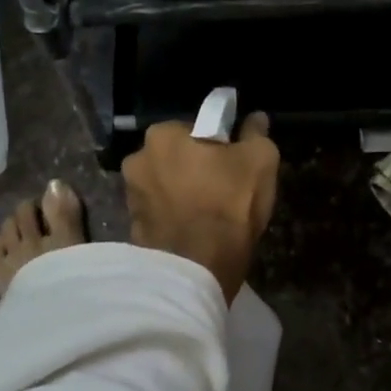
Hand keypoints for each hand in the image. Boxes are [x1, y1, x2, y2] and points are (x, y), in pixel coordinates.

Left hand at [122, 113, 279, 301]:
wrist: (195, 271)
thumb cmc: (228, 206)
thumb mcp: (260, 162)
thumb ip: (256, 135)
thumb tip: (255, 119)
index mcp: (162, 135)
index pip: (196, 129)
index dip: (218, 145)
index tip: (233, 163)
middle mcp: (137, 159)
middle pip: (177, 157)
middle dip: (196, 168)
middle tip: (223, 188)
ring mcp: (130, 195)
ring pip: (167, 185)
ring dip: (183, 193)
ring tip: (209, 214)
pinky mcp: (132, 227)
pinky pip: (160, 213)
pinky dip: (174, 217)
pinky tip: (194, 231)